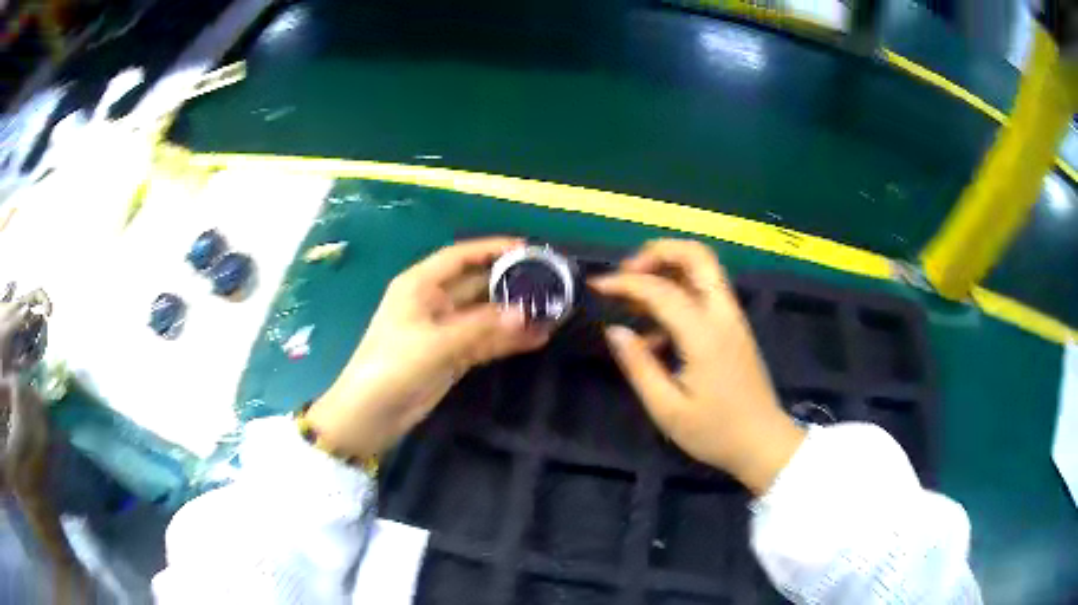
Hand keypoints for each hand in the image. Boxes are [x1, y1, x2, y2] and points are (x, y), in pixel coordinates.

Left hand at [306, 238, 549, 458]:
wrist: (370, 415)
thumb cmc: (392, 366)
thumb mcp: (435, 343)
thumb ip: (481, 327)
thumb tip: (526, 314)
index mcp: (420, 285)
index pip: (460, 256)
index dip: (491, 249)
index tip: (527, 249)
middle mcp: (434, 302)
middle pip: (477, 285)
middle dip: (510, 284)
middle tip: (550, 283)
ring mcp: (444, 330)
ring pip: (485, 315)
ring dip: (513, 314)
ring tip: (552, 311)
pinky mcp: (452, 356)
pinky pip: (484, 341)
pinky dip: (507, 340)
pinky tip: (536, 337)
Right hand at [591, 239, 803, 494]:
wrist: (763, 443)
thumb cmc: (716, 432)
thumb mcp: (668, 409)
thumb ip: (639, 366)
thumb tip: (615, 331)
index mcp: (705, 335)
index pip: (662, 289)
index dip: (625, 282)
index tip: (596, 285)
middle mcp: (723, 315)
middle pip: (697, 255)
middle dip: (658, 251)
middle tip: (627, 271)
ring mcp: (733, 319)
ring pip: (704, 269)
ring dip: (668, 268)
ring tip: (635, 294)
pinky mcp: (735, 328)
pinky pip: (706, 294)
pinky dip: (679, 293)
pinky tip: (655, 331)